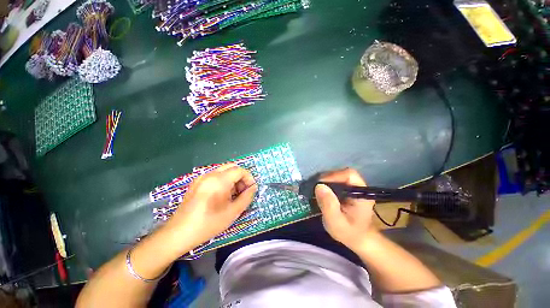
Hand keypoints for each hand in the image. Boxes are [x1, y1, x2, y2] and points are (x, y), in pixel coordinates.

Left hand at [164, 164, 256, 250]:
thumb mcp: (233, 212)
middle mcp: (210, 174)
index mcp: (219, 180)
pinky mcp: (196, 182)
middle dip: (241, 177)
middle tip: (243, 190)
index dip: (249, 178)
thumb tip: (253, 187)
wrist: (179, 233)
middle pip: (232, 167)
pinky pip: (215, 175)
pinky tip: (222, 194)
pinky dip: (223, 180)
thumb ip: (247, 197)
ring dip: (232, 178)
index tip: (251, 189)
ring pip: (223, 171)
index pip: (239, 170)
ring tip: (233, 194)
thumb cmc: (209, 223)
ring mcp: (201, 177)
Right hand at [315, 168, 376, 250]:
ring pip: (338, 176)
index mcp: (361, 194)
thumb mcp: (336, 222)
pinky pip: (336, 181)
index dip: (333, 176)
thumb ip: (328, 205)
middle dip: (327, 178)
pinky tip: (321, 192)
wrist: (358, 239)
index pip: (349, 175)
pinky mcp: (348, 190)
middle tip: (315, 187)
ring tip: (316, 189)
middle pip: (342, 174)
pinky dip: (327, 184)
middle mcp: (359, 188)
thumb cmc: (348, 233)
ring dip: (326, 181)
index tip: (319, 184)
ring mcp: (353, 188)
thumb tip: (319, 186)